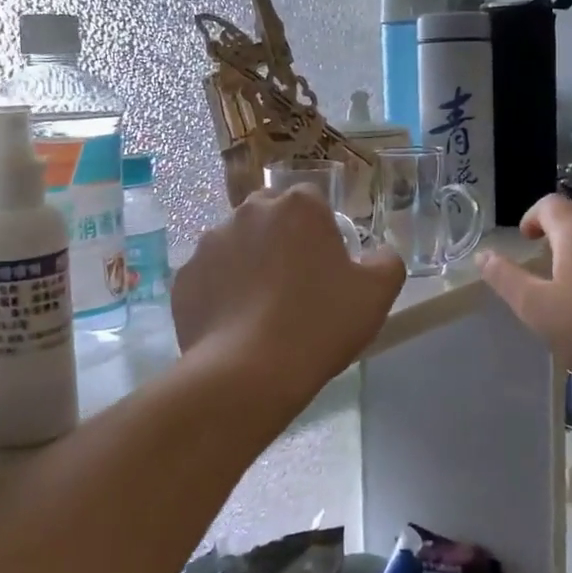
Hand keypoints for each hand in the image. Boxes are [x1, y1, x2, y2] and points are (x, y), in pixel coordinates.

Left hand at [172, 187, 406, 398]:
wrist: (249, 372)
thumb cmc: (319, 323)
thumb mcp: (377, 294)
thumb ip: (386, 261)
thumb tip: (379, 253)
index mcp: (297, 206)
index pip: (312, 200)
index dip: (320, 229)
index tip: (326, 263)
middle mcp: (249, 212)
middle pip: (269, 215)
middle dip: (281, 238)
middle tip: (295, 283)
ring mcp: (209, 243)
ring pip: (236, 244)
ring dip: (249, 263)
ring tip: (261, 308)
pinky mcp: (185, 277)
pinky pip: (210, 277)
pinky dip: (221, 292)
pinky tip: (235, 325)